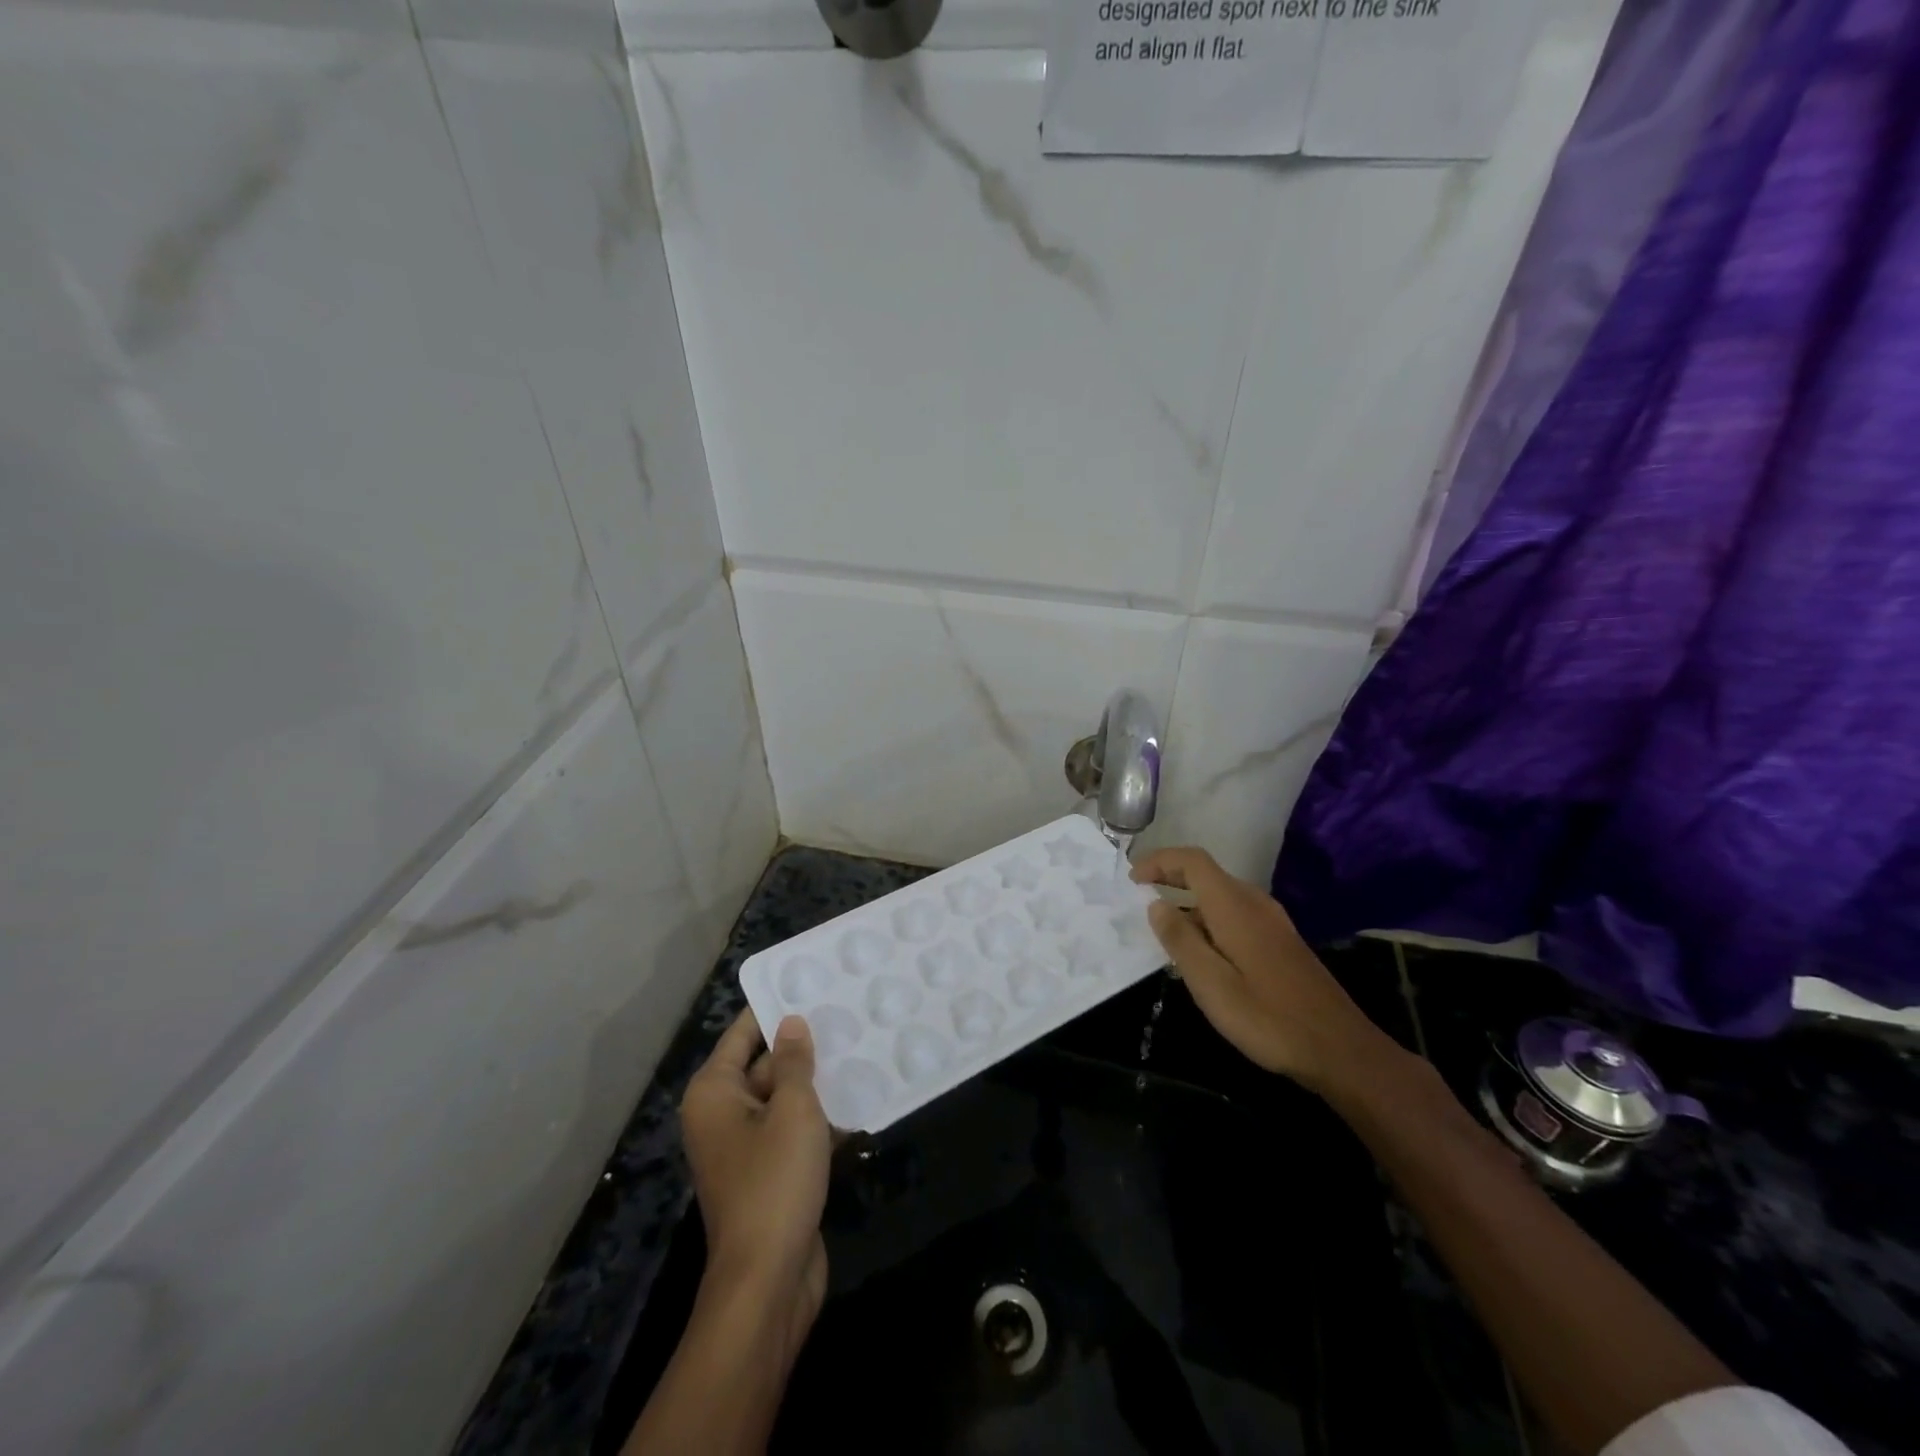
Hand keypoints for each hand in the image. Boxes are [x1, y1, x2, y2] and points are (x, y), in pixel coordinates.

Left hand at [680, 1011, 831, 1348]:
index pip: (743, 1033)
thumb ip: (794, 1062)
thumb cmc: (774, 1182)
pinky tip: (860, 1099)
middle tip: (847, 1013)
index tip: (810, 983)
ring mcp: (746, 1147)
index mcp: (715, 1093)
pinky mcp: (769, 1173)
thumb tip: (791, 1022)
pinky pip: (794, 1130)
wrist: (769, 1281)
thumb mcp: (792, 1110)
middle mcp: (723, 1115)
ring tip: (861, 1046)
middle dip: (804, 1045)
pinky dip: (820, 1117)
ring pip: (784, 1098)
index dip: (774, 1008)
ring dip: (817, 1082)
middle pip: (765, 1064)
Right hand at [1131, 847, 1385, 1095]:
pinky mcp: (1282, 942)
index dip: (1159, 861)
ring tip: (1165, 934)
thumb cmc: (1267, 1017)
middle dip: (1170, 879)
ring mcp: (1273, 921)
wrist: (1339, 1049)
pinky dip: (1210, 920)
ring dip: (1190, 904)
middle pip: (1207, 874)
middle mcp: (1255, 903)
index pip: (1192, 861)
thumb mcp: (1211, 984)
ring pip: (1222, 897)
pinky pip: (1236, 915)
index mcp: (1234, 906)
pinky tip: (1204, 956)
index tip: (1132, 880)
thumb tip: (1156, 904)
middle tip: (1140, 902)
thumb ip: (1180, 940)